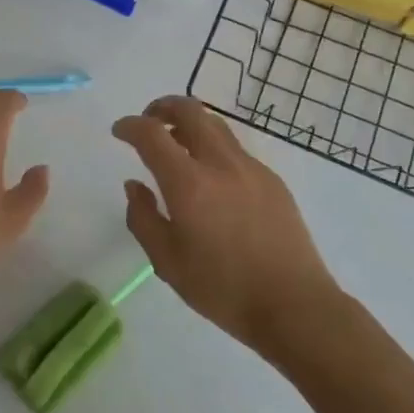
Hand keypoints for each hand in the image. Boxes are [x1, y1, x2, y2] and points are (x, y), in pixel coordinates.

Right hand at [113, 96, 335, 352]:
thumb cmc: (223, 289)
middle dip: (162, 107)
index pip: (151, 134)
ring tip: (177, 145)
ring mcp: (251, 168)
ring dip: (190, 123)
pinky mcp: (272, 180)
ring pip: (216, 124)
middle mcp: (220, 164)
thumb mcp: (167, 262)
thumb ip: (143, 218)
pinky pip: (235, 149)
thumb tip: (134, 186)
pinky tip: (212, 179)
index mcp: (188, 183)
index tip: (119, 131)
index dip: (130, 126)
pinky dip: (214, 147)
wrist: (294, 305)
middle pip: (189, 110)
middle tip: (149, 122)